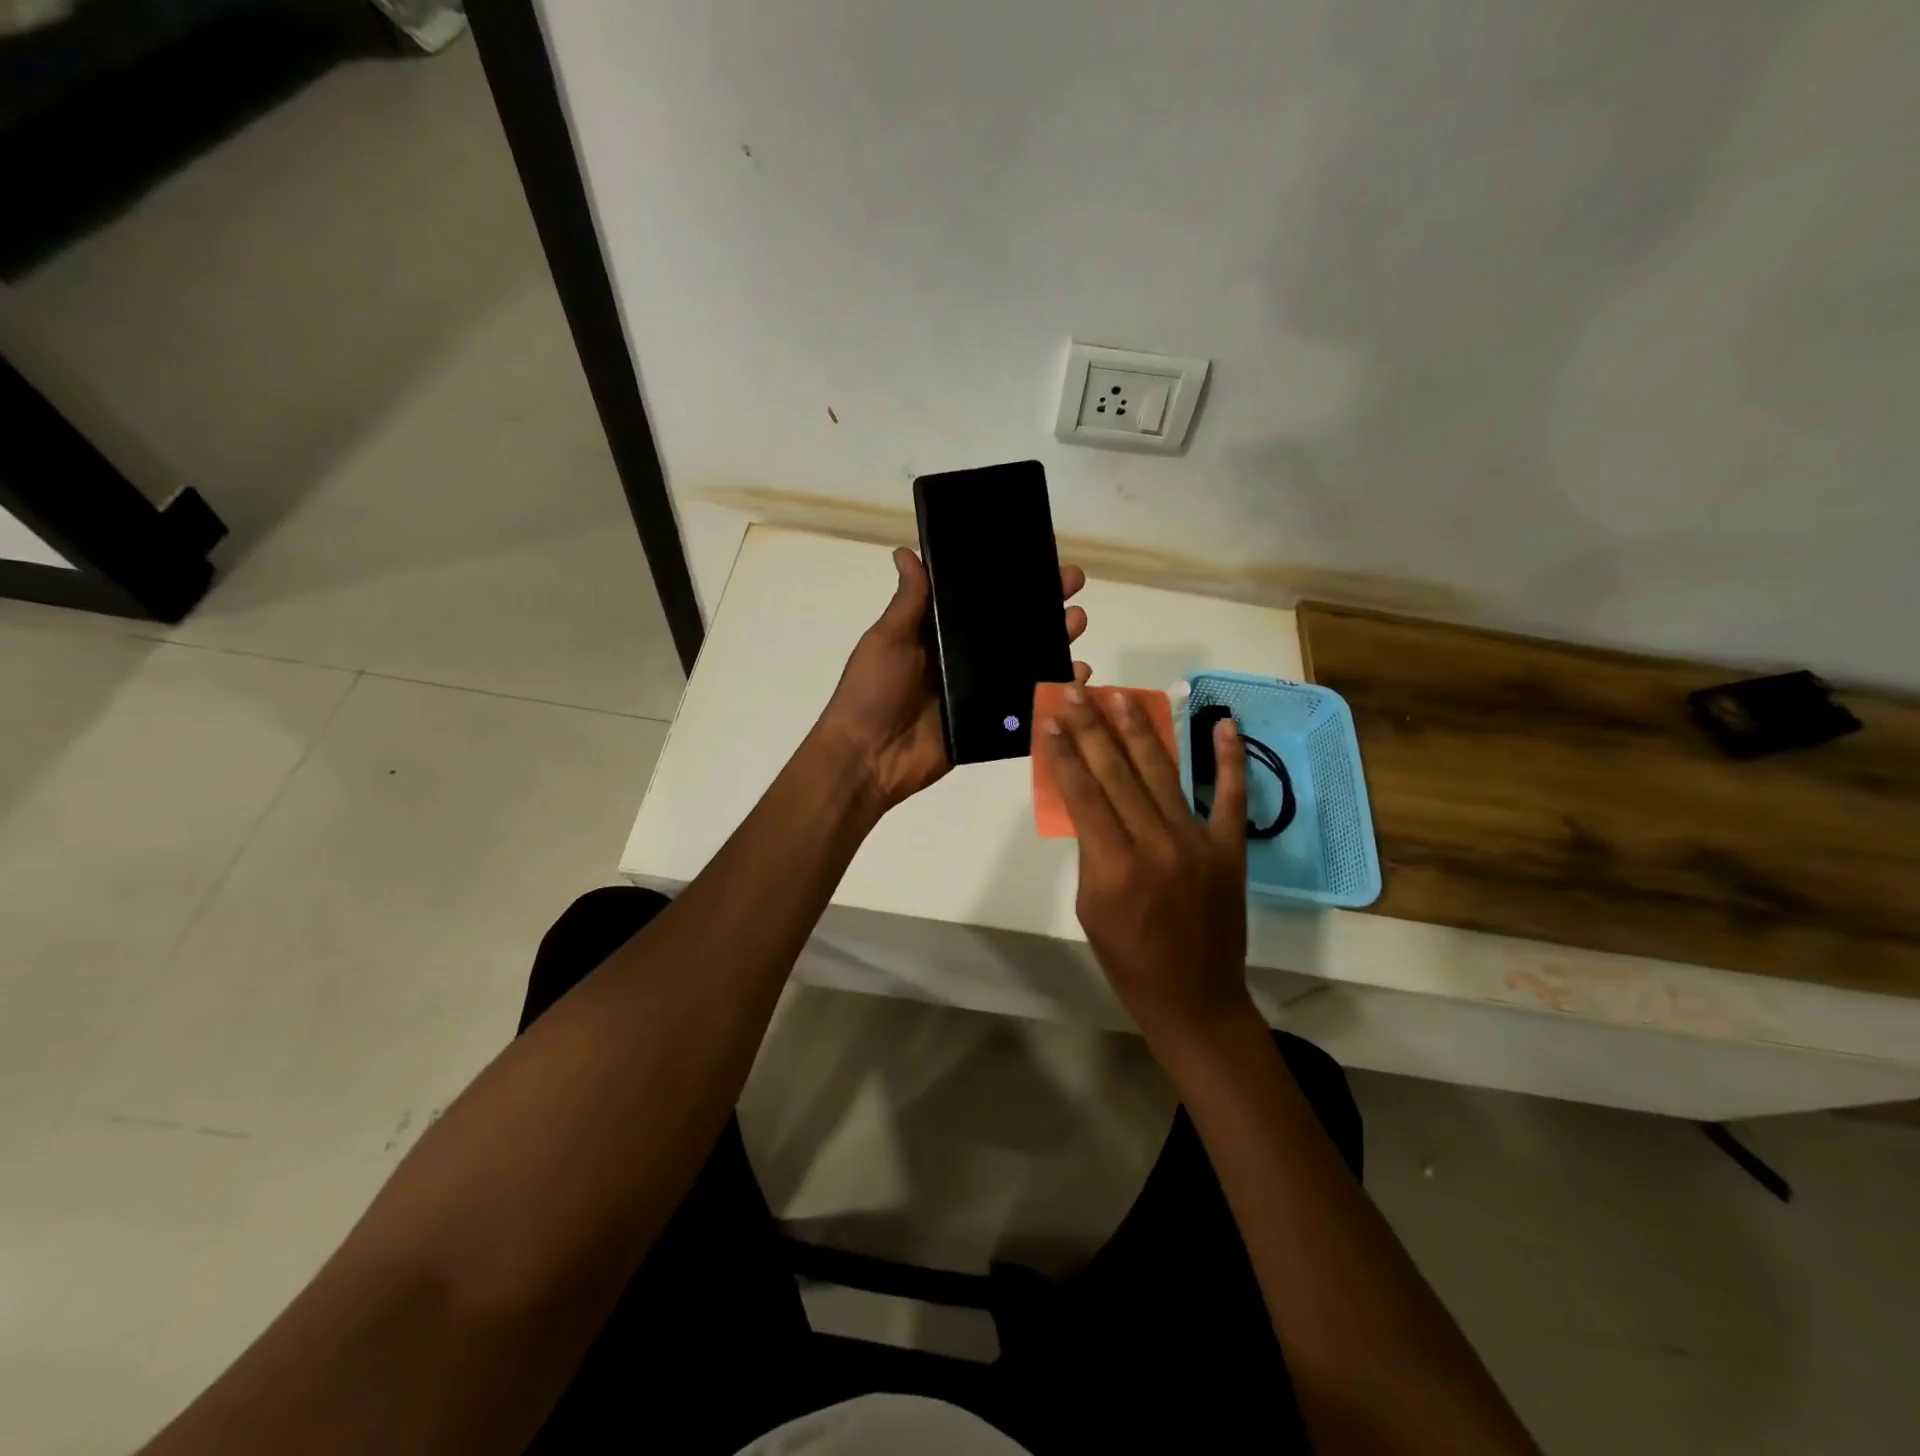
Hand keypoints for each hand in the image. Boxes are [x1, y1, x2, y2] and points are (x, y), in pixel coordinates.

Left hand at [817, 547, 1089, 809]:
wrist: (869, 758)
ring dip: (1055, 643)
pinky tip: (1078, 676)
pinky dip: (1053, 691)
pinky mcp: (990, 724)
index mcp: (939, 634)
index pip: (982, 600)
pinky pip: (1027, 705)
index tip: (1042, 560)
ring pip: (1026, 663)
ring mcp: (980, 692)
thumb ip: (908, 602)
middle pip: (1013, 629)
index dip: (1011, 581)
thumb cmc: (872, 692)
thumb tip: (905, 551)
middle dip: (1044, 608)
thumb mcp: (887, 640)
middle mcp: (964, 659)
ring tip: (1077, 625)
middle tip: (1074, 589)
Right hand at [1038, 687, 1253, 1049]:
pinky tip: (1224, 723)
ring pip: (1162, 773)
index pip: (1082, 793)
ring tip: (1122, 696)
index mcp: (1113, 865)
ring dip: (1141, 729)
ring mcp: (1197, 842)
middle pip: (1117, 772)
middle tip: (1078, 691)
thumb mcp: (1089, 905)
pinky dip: (1229, 758)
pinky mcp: (1229, 847)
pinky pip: (1230, 796)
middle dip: (1093, 727)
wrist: (1194, 997)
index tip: (1051, 719)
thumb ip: (1090, 849)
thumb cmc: (1127, 959)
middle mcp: (1155, 843)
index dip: (1064, 752)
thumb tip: (1090, 800)